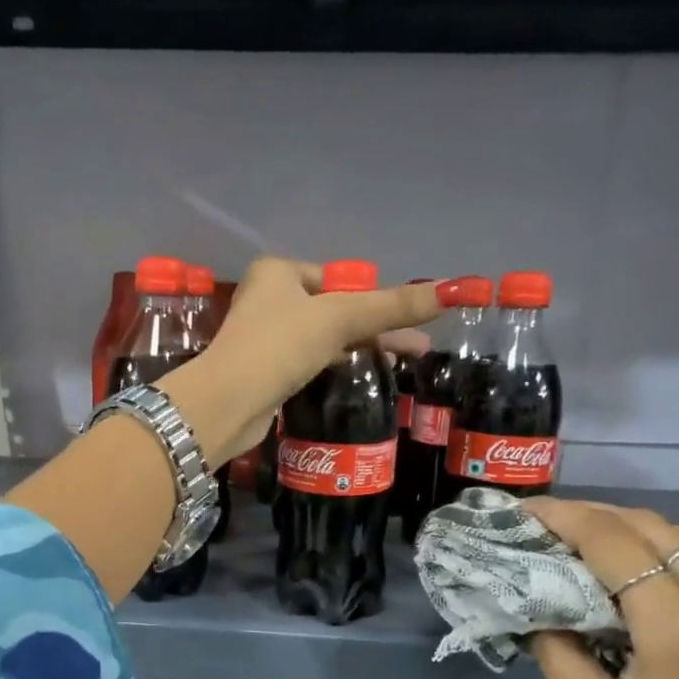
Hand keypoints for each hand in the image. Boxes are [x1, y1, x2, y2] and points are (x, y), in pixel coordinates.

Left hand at [160, 258, 441, 464]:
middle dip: (375, 327)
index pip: (334, 278)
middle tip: (418, 346)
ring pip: (323, 339)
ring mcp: (264, 339)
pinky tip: (359, 379)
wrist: (226, 405)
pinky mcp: (265, 374)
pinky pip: (309, 363)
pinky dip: (335, 368)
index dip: (369, 298)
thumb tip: (452, 290)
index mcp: (277, 273)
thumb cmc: (279, 347)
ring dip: (359, 350)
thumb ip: (392, 307)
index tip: (402, 319)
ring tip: (401, 364)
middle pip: (333, 309)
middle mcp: (267, 300)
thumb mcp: (339, 319)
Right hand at [524, 498, 678, 678]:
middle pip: (658, 529)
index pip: (613, 542)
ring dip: (647, 533)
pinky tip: (662, 594)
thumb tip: (540, 609)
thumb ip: (557, 650)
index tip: (526, 511)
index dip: (564, 517)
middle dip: (599, 518)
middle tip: (553, 527)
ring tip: (604, 549)